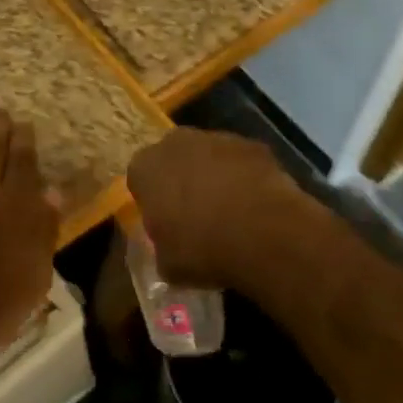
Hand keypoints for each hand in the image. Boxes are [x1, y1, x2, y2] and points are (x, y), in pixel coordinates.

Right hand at [126, 128, 314, 295]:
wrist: (263, 234)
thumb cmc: (202, 248)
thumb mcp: (168, 264)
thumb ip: (162, 249)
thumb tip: (169, 250)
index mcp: (145, 167)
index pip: (140, 178)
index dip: (152, 200)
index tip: (164, 222)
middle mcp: (175, 143)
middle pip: (173, 159)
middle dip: (182, 179)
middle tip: (196, 213)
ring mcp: (217, 138)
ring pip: (209, 156)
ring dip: (215, 176)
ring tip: (231, 212)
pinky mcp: (253, 145)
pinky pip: (242, 162)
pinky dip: (246, 178)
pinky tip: (256, 206)